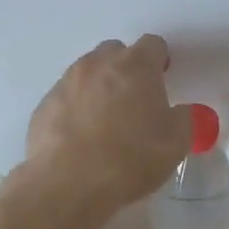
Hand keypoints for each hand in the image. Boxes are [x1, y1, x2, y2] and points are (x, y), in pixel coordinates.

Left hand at [24, 35, 194, 211]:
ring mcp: (65, 83)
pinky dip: (75, 109)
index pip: (153, 45)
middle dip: (126, 69)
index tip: (163, 79)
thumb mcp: (176, 143)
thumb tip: (182, 112)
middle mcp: (97, 65)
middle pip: (115, 52)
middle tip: (135, 101)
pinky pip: (65, 98)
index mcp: (135, 65)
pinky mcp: (43, 106)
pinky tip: (81, 139)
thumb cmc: (131, 157)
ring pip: (87, 73)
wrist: (68, 183)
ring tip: (106, 122)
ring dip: (98, 88)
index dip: (160, 60)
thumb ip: (185, 119)